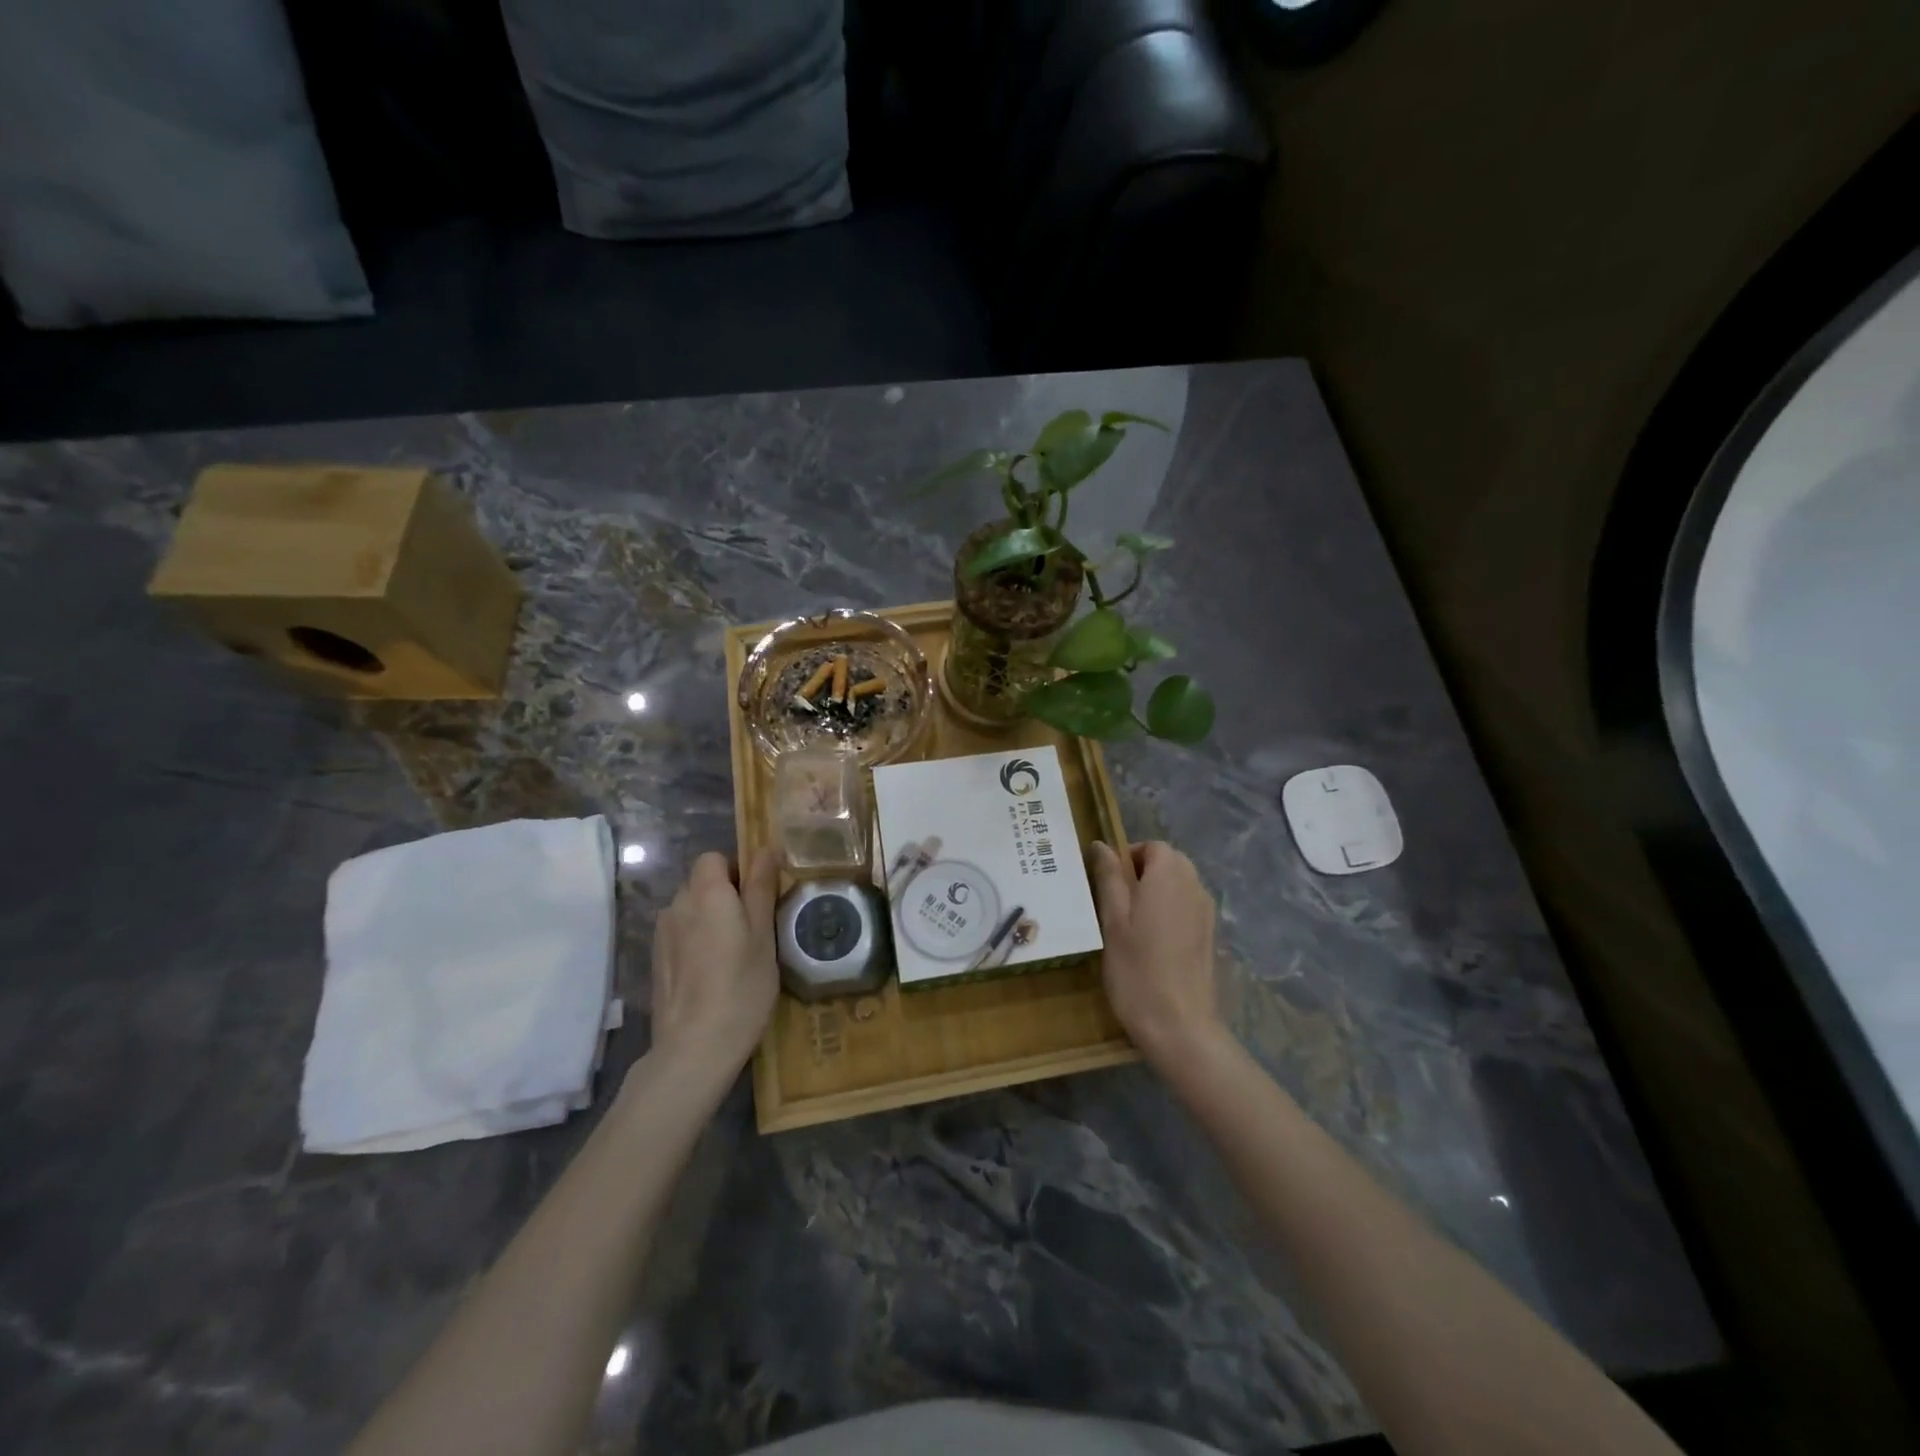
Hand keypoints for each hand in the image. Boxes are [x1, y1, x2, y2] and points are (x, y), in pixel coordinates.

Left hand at [648, 849, 779, 1071]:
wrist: (694, 1048)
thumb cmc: (742, 986)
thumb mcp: (764, 934)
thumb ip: (762, 887)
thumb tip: (766, 848)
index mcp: (706, 893)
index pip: (714, 858)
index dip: (737, 870)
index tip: (758, 898)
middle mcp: (677, 905)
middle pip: (701, 883)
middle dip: (725, 895)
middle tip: (754, 928)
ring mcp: (662, 935)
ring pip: (690, 909)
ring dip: (710, 919)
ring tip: (733, 953)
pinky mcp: (657, 961)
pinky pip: (680, 934)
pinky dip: (697, 941)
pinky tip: (712, 972)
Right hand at [1088, 840, 1223, 1070]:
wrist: (1179, 1025)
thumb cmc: (1136, 968)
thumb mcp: (1112, 920)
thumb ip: (1108, 877)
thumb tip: (1100, 845)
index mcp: (1168, 876)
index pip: (1152, 846)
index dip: (1128, 857)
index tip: (1107, 885)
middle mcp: (1194, 886)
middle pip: (1169, 862)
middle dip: (1142, 873)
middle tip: (1115, 904)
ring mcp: (1206, 912)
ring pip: (1179, 885)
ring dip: (1156, 892)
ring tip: (1131, 925)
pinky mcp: (1210, 935)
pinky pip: (1188, 907)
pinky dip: (1170, 912)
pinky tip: (1152, 942)